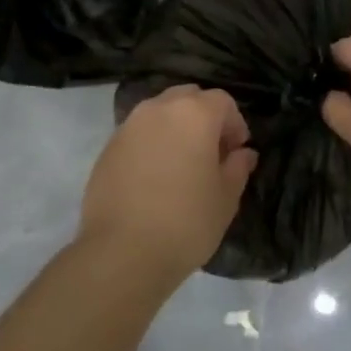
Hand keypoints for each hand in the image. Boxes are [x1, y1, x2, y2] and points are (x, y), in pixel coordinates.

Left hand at [80, 86, 258, 281]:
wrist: (122, 252)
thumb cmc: (185, 222)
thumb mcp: (226, 198)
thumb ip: (238, 167)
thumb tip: (243, 153)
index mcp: (194, 114)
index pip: (222, 101)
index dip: (235, 124)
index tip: (236, 152)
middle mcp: (159, 109)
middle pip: (188, 98)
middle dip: (204, 118)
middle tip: (211, 154)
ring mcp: (129, 125)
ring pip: (160, 112)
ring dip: (176, 128)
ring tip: (182, 165)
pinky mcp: (108, 147)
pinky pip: (138, 133)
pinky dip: (152, 143)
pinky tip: (155, 177)